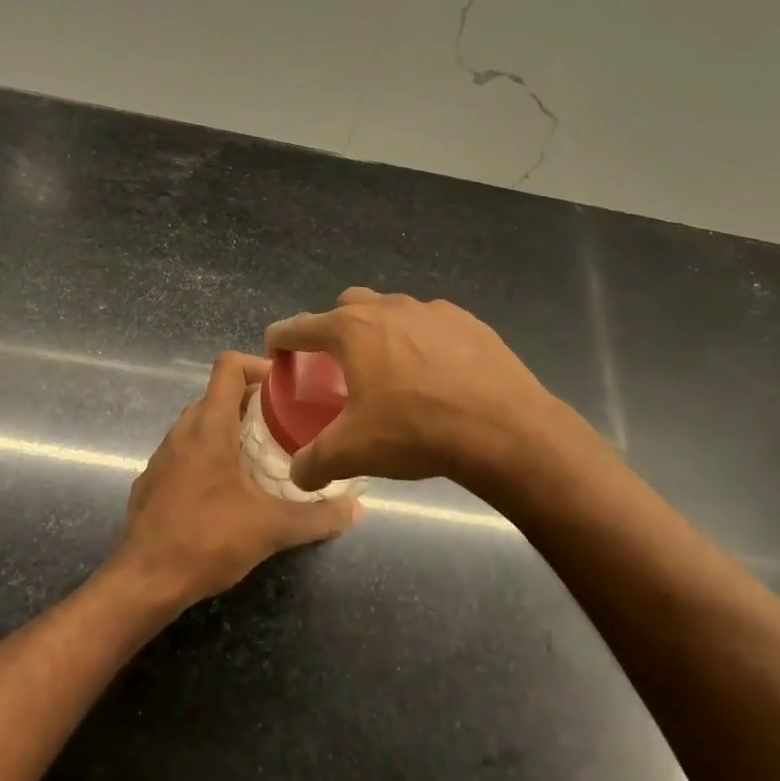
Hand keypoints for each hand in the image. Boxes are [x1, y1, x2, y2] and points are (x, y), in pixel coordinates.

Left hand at [109, 352, 359, 609]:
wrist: (145, 581)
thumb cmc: (208, 540)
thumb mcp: (272, 529)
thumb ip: (318, 517)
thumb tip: (356, 510)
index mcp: (209, 426)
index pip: (228, 365)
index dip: (258, 365)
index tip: (286, 389)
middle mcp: (182, 431)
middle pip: (217, 394)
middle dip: (251, 402)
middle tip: (285, 425)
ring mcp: (162, 455)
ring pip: (199, 424)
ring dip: (229, 430)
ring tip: (261, 457)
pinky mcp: (152, 480)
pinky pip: (184, 452)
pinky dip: (208, 455)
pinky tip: (226, 490)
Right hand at [265, 289, 566, 492]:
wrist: (504, 430)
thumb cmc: (416, 431)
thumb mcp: (354, 452)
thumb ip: (315, 462)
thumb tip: (298, 475)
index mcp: (352, 330)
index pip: (301, 326)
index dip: (282, 337)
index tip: (275, 348)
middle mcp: (389, 308)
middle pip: (348, 305)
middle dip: (334, 327)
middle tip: (337, 362)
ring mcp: (433, 311)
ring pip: (393, 311)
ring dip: (381, 332)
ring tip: (389, 368)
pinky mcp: (470, 322)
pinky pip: (433, 325)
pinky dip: (422, 341)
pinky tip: (435, 374)